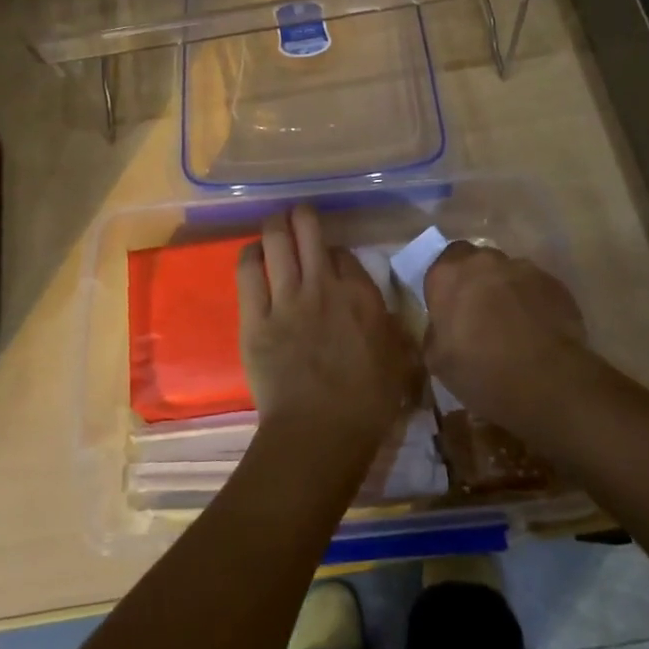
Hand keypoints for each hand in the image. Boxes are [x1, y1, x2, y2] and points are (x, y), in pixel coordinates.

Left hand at [237, 204, 419, 448]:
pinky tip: (253, 253)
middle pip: (308, 230)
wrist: (318, 432)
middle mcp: (322, 286)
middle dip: (302, 217)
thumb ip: (392, 332)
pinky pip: (248, 271)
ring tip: (274, 223)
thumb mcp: (399, 364)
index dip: (334, 253)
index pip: (343, 254)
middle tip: (298, 216)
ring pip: (276, 241)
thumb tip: (386, 319)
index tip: (330, 262)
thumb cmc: (366, 405)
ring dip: (275, 225)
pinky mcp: (255, 318)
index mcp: (360, 296)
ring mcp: (286, 299)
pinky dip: (250, 255)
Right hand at [423, 243, 592, 434]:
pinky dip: (533, 303)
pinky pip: (536, 288)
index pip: (440, 265)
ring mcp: (523, 269)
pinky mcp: (554, 284)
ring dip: (506, 292)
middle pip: (476, 263)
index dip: (446, 286)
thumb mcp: (437, 361)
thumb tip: (442, 327)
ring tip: (514, 326)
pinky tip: (538, 332)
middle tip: (479, 315)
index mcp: (448, 276)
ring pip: (508, 274)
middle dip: (476, 282)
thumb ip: (435, 332)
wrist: (546, 382)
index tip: (450, 310)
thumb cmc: (481, 371)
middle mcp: (483, 262)